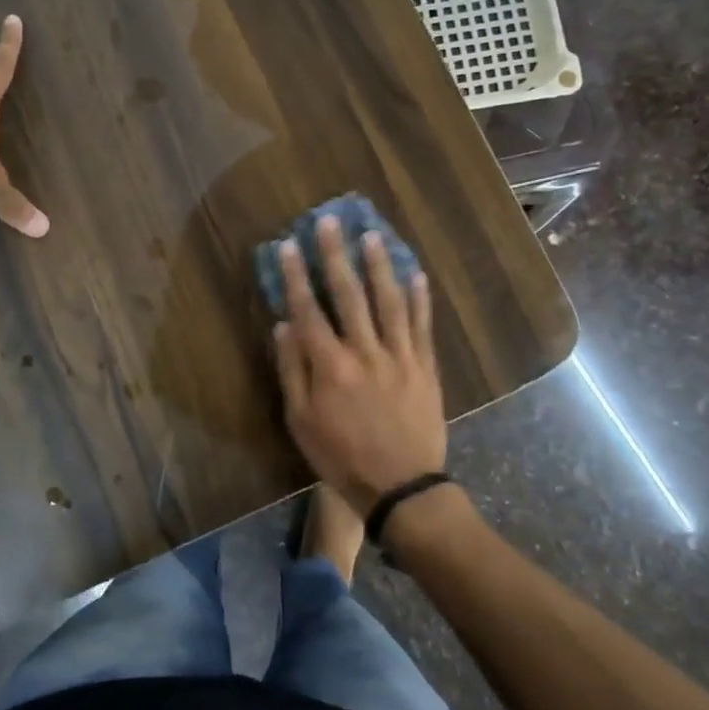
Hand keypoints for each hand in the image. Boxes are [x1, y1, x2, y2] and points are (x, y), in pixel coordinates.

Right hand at [272, 215, 444, 515]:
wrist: (401, 487)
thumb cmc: (341, 457)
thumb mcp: (301, 422)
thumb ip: (293, 371)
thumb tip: (283, 327)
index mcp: (330, 366)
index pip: (308, 310)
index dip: (296, 276)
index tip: (289, 245)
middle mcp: (364, 352)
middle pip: (349, 295)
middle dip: (336, 256)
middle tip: (330, 222)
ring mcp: (400, 356)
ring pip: (388, 301)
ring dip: (379, 266)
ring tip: (372, 236)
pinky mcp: (425, 367)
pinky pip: (422, 326)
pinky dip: (419, 299)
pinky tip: (416, 274)